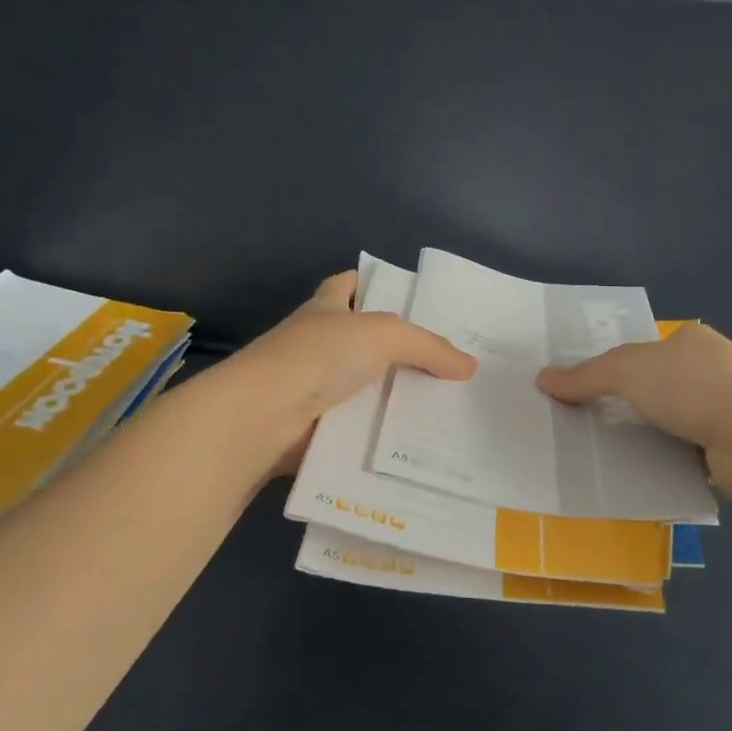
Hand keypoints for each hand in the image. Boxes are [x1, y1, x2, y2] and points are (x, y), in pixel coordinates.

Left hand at [218, 270, 475, 474]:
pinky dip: (383, 438)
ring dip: (395, 399)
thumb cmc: (317, 357)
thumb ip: (427, 347)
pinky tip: (420, 447)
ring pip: (365, 389)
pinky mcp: (316, 430)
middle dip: (400, 350)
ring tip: (449, 409)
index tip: (412, 298)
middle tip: (451, 364)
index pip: (347, 285)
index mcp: (324, 310)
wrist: (262, 419)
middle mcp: (317, 345)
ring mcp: (314, 389)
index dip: (373, 283)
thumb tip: (469, 365)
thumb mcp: (382, 336)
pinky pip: (359, 430)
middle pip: (363, 341)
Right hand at [535, 324, 731, 495]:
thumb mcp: (626, 371)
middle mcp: (713, 372)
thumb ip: (585, 376)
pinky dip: (667, 465)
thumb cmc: (691, 387)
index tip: (587, 392)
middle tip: (589, 426)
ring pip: (672, 424)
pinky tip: (641, 477)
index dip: (616, 368)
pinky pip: (687, 457)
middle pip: (658, 388)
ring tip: (606, 456)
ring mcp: (728, 412)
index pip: (646, 351)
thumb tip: (542, 379)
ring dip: (648, 439)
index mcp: (692, 343)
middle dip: (630, 406)